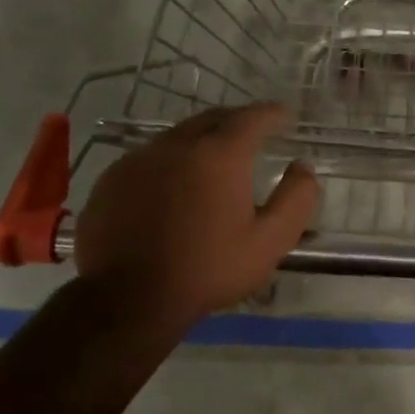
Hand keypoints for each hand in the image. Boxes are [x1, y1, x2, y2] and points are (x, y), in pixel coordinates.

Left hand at [73, 104, 319, 326]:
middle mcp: (177, 144)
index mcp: (219, 155)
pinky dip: (171, 161)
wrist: (129, 299)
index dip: (272, 113)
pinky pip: (149, 157)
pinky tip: (174, 185)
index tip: (285, 115)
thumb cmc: (208, 269)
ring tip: (215, 158)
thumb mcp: (270, 241)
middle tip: (254, 132)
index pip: (252, 118)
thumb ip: (295, 199)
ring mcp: (138, 159)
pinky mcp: (111, 179)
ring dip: (202, 139)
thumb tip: (303, 167)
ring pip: (178, 136)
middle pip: (213, 118)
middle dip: (237, 120)